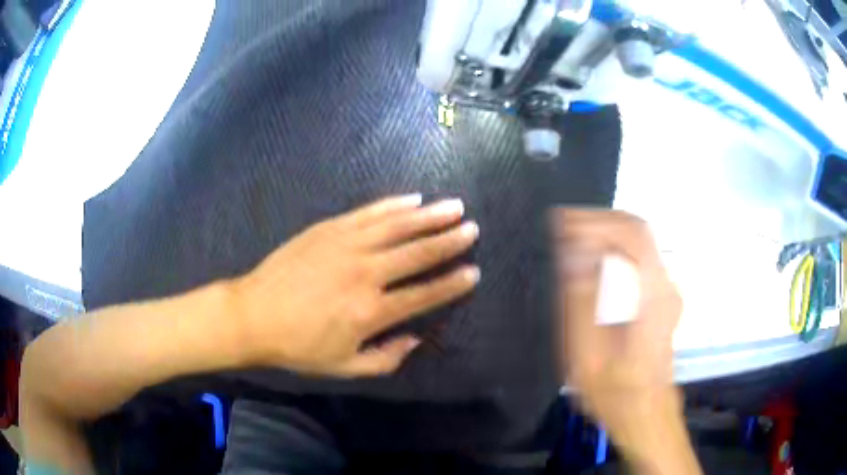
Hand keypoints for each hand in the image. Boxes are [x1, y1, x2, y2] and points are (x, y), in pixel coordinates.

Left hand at [232, 195, 479, 377]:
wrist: (254, 314)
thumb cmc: (298, 346)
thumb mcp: (344, 367)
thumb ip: (386, 358)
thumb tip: (416, 339)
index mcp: (371, 311)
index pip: (424, 294)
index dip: (452, 284)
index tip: (473, 272)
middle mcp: (365, 272)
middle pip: (417, 253)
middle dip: (449, 240)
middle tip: (472, 229)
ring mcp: (347, 245)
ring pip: (398, 226)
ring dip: (429, 216)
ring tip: (454, 207)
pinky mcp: (329, 228)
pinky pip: (369, 212)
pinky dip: (393, 204)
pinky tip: (413, 198)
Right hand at [554, 209, 696, 473]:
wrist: (646, 412)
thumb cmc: (616, 392)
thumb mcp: (589, 356)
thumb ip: (581, 303)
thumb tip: (572, 256)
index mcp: (652, 297)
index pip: (631, 234)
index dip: (595, 221)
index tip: (561, 222)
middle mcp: (665, 285)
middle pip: (637, 231)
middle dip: (598, 221)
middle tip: (562, 226)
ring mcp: (666, 290)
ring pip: (638, 242)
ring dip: (604, 233)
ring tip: (570, 238)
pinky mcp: (661, 297)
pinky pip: (637, 259)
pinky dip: (611, 249)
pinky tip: (589, 260)